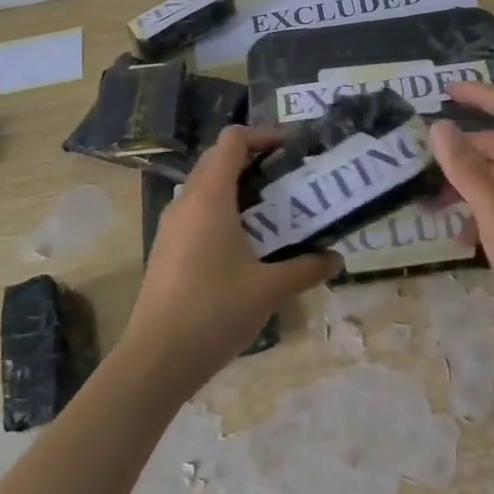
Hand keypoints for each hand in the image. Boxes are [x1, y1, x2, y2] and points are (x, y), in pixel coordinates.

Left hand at [122, 126, 338, 391]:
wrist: (157, 357)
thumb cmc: (215, 311)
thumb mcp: (268, 289)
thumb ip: (305, 268)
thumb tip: (337, 259)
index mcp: (210, 197)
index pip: (232, 141)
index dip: (263, 135)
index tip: (291, 148)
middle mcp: (186, 201)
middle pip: (217, 159)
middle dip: (253, 160)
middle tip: (288, 178)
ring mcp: (170, 224)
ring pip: (204, 186)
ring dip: (236, 187)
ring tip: (271, 211)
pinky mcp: (165, 247)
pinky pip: (195, 211)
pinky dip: (221, 211)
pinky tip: (243, 244)